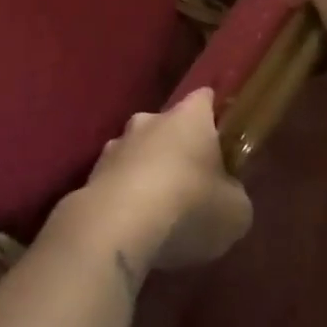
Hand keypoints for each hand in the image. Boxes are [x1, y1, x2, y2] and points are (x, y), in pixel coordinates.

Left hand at [75, 88, 252, 271]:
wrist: (115, 228)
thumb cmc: (188, 207)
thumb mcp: (235, 212)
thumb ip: (234, 196)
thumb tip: (228, 196)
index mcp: (189, 116)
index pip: (205, 98)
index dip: (215, 115)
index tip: (224, 136)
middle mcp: (149, 119)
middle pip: (169, 126)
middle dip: (179, 148)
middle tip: (193, 183)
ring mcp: (115, 145)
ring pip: (138, 152)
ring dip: (148, 172)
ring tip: (160, 211)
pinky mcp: (90, 176)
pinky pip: (116, 181)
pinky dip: (125, 197)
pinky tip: (134, 226)